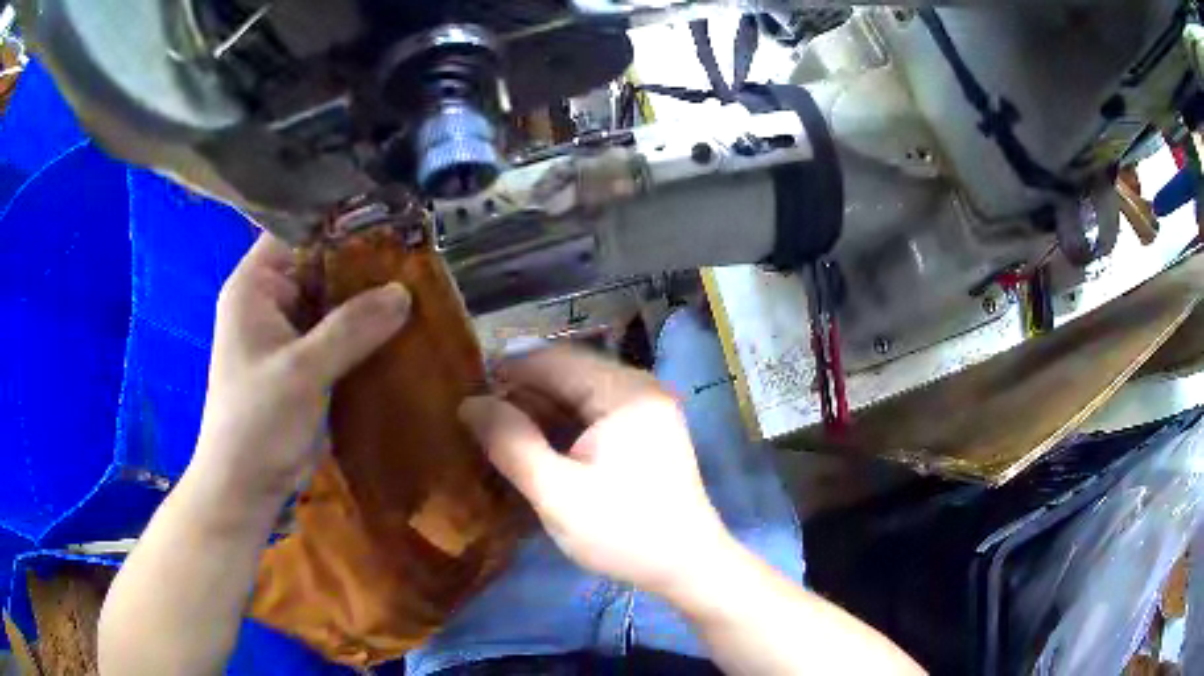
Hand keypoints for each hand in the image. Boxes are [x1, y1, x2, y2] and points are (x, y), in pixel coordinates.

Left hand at [192, 233, 410, 500]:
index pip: (297, 231)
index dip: (339, 222)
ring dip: (367, 299)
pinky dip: (364, 331)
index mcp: (254, 286)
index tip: (388, 222)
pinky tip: (400, 327)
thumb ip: (351, 328)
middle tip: (413, 257)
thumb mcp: (302, 371)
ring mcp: (287, 332)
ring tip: (417, 287)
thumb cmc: (258, 422)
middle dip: (362, 264)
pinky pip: (338, 333)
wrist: (247, 485)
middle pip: (320, 264)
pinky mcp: (304, 361)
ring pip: (332, 300)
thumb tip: (404, 292)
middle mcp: (270, 300)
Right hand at [459, 347, 730, 595]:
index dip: (506, 371)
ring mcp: (646, 410)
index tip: (466, 395)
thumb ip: (511, 443)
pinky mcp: (645, 433)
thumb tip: (470, 402)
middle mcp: (639, 388)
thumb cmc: (624, 533)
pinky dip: (562, 428)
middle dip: (522, 395)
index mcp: (624, 392)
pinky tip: (537, 449)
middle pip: (567, 375)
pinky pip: (593, 416)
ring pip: (578, 396)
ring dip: (539, 412)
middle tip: (478, 423)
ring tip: (499, 436)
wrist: (688, 568)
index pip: (553, 360)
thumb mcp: (558, 493)